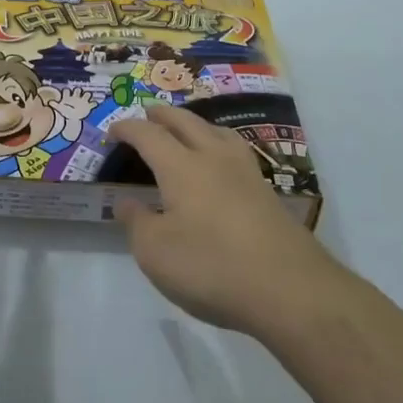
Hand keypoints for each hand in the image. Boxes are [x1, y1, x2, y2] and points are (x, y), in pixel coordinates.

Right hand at [47, 85, 98, 129]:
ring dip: (87, 95)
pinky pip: (93, 104)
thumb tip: (48, 102)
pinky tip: (95, 103)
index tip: (66, 92)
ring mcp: (83, 101)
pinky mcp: (88, 106)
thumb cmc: (64, 113)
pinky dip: (94, 103)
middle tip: (77, 93)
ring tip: (88, 95)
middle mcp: (75, 98)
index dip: (66, 91)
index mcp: (67, 98)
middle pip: (77, 90)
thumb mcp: (58, 108)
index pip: (66, 91)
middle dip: (78, 91)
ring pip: (86, 94)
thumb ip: (53, 105)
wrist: (72, 119)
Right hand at [109, 103, 341, 335]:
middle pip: (186, 122)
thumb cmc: (211, 267)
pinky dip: (218, 144)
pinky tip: (220, 163)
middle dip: (163, 115)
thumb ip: (137, 222)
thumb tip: (126, 202)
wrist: (289, 289)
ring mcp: (246, 173)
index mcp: (182, 167)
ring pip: (217, 131)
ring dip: (196, 123)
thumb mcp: (155, 252)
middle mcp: (214, 158)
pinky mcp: (267, 193)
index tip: (112, 131)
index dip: (128, 129)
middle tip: (148, 113)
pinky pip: (235, 151)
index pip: (149, 135)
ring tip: (187, 128)